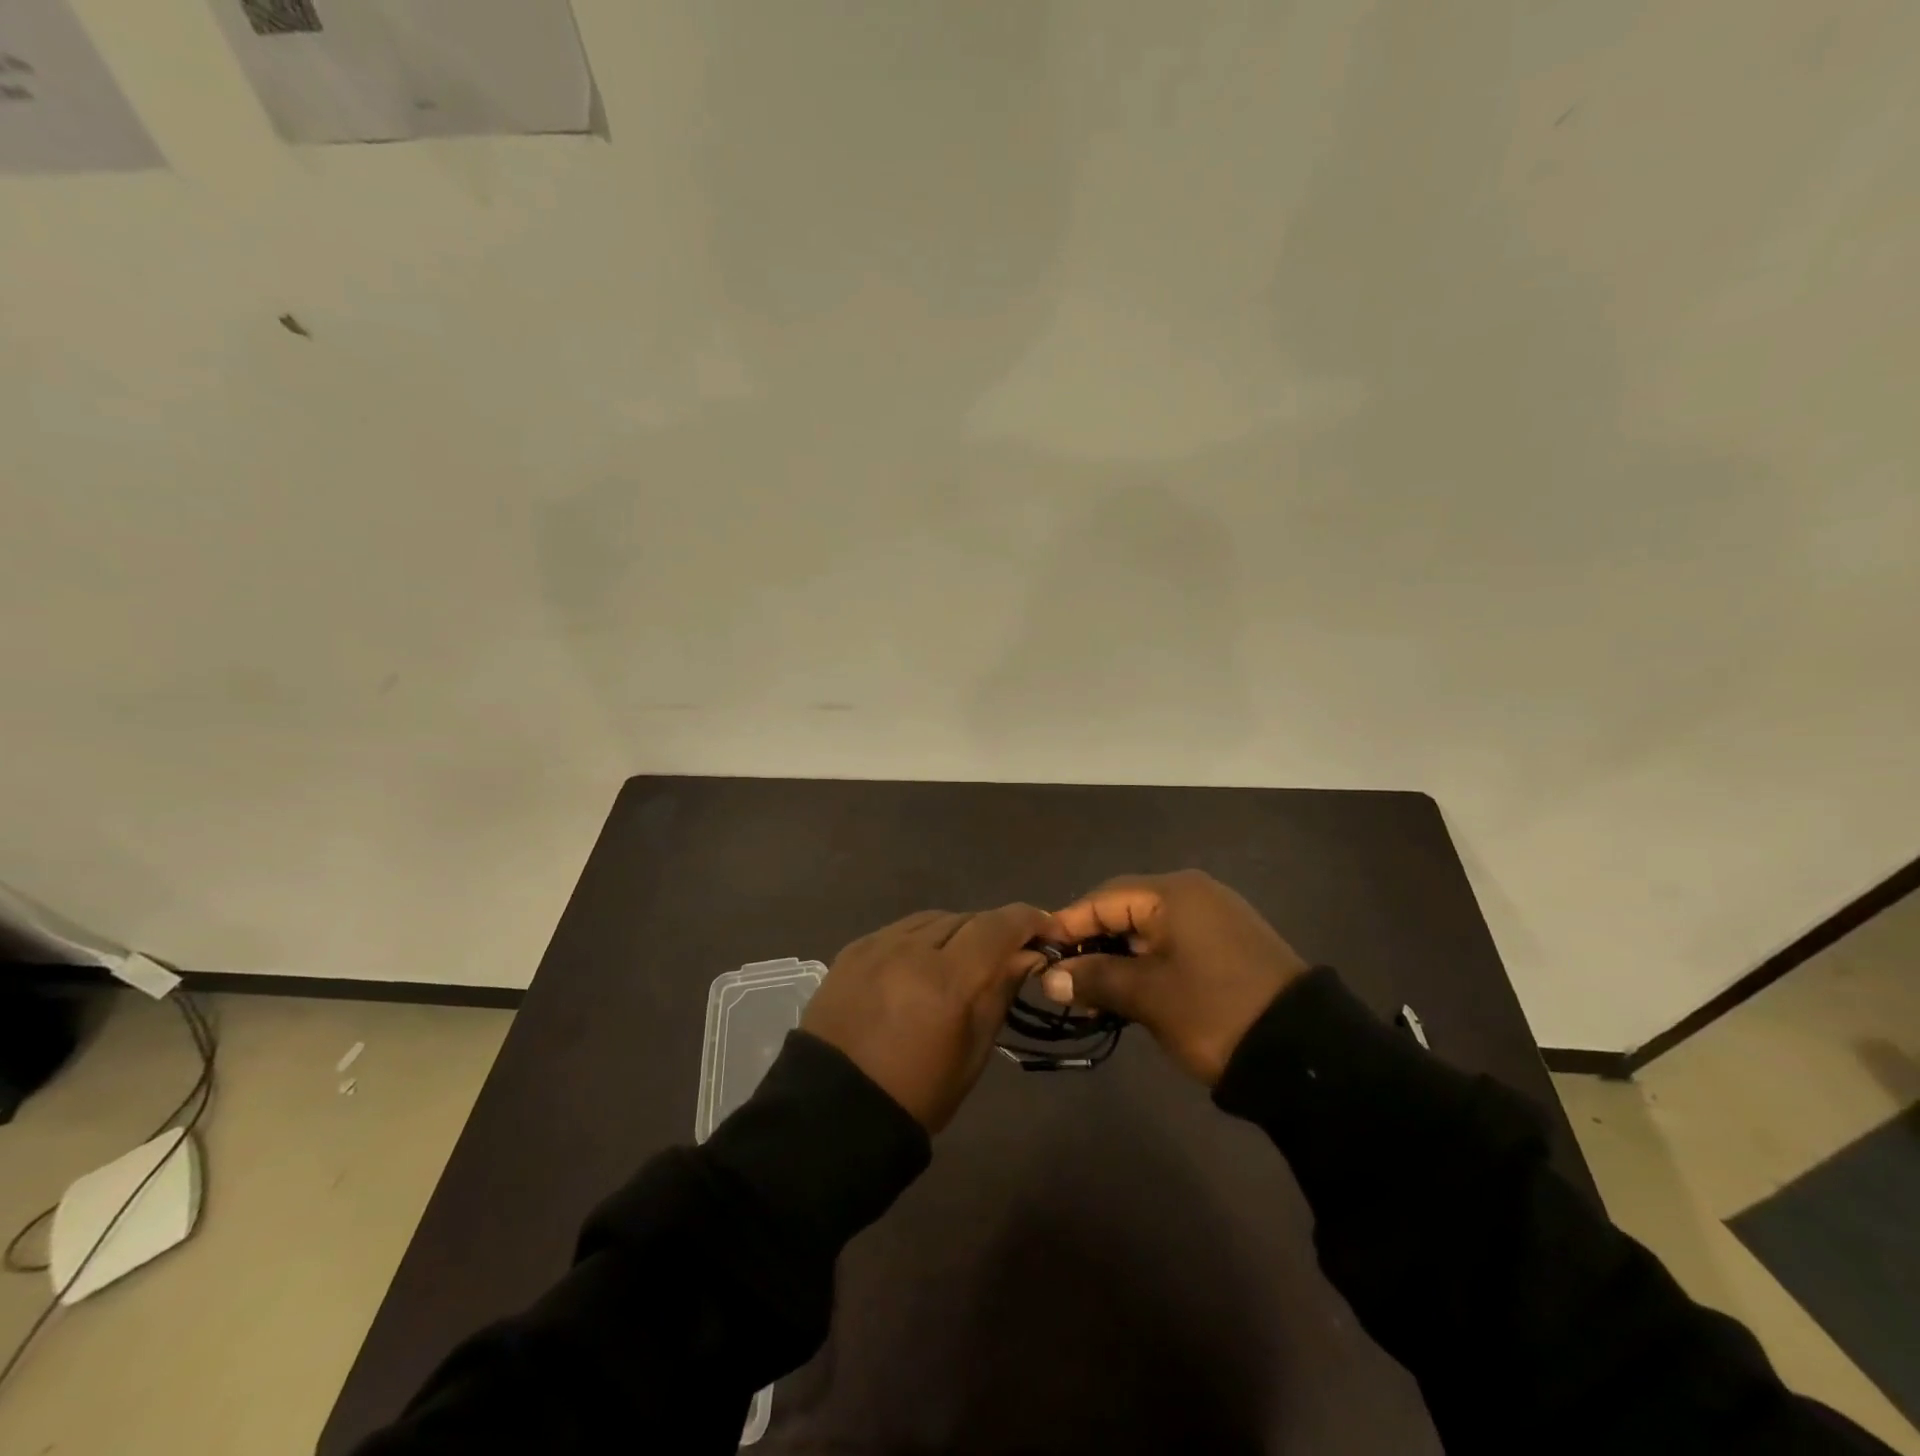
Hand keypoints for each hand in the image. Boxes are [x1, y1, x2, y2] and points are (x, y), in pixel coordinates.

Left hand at [802, 904, 1053, 1131]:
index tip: (1047, 930)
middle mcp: (912, 949)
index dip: (1029, 920)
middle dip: (993, 932)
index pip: (999, 926)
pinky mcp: (853, 950)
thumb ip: (1000, 993)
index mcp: (948, 981)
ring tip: (961, 960)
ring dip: (956, 933)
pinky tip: (921, 963)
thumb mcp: (972, 1052)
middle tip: (1005, 955)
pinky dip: (921, 939)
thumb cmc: (916, 1095)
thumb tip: (1028, 955)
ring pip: (933, 919)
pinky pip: (900, 929)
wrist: (832, 1114)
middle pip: (967, 918)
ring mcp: (877, 945)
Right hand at [1043, 870, 1309, 1084]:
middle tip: (1062, 979)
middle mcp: (1194, 893)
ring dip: (1117, 958)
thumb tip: (1048, 976)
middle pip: (1125, 910)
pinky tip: (1128, 991)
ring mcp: (1214, 918)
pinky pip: (1171, 943)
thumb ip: (1094, 978)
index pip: (1103, 898)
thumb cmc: (1214, 1011)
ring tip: (1089, 992)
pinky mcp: (1227, 944)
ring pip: (1147, 929)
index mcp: (1174, 892)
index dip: (1067, 925)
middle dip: (1091, 943)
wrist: (1305, 1053)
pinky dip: (1145, 964)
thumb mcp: (1147, 996)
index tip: (1037, 954)